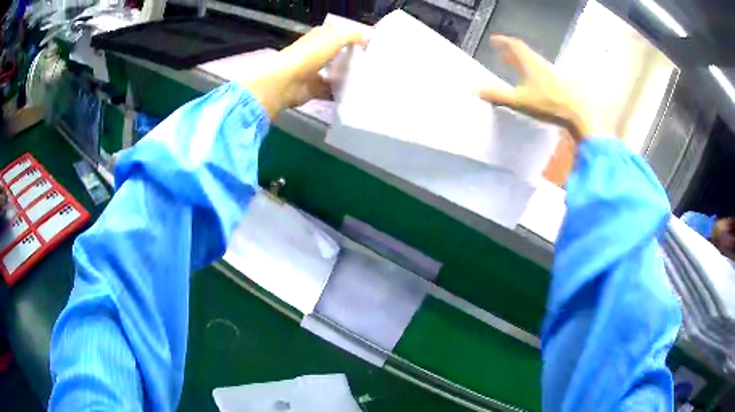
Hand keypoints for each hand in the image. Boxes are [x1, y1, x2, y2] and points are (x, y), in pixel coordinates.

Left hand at [245, 25, 366, 118]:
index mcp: (318, 38)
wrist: (286, 82)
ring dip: (346, 76)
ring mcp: (312, 72)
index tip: (368, 43)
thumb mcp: (335, 37)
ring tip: (366, 79)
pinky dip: (339, 94)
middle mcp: (314, 53)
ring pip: (333, 73)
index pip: (336, 34)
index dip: (350, 36)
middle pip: (336, 54)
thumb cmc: (310, 55)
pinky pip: (329, 91)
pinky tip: (354, 95)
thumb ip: (352, 36)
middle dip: (350, 57)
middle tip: (370, 63)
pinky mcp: (312, 89)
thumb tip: (367, 37)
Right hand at [478, 36, 594, 141]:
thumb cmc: (548, 103)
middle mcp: (540, 64)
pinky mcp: (559, 83)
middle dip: (511, 53)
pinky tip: (531, 84)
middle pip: (524, 53)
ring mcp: (551, 73)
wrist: (578, 112)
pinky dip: (531, 72)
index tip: (494, 40)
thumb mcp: (520, 101)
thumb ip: (498, 95)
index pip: (514, 46)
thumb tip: (476, 90)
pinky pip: (541, 72)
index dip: (503, 41)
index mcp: (530, 63)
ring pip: (533, 63)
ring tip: (514, 68)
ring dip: (521, 63)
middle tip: (501, 55)